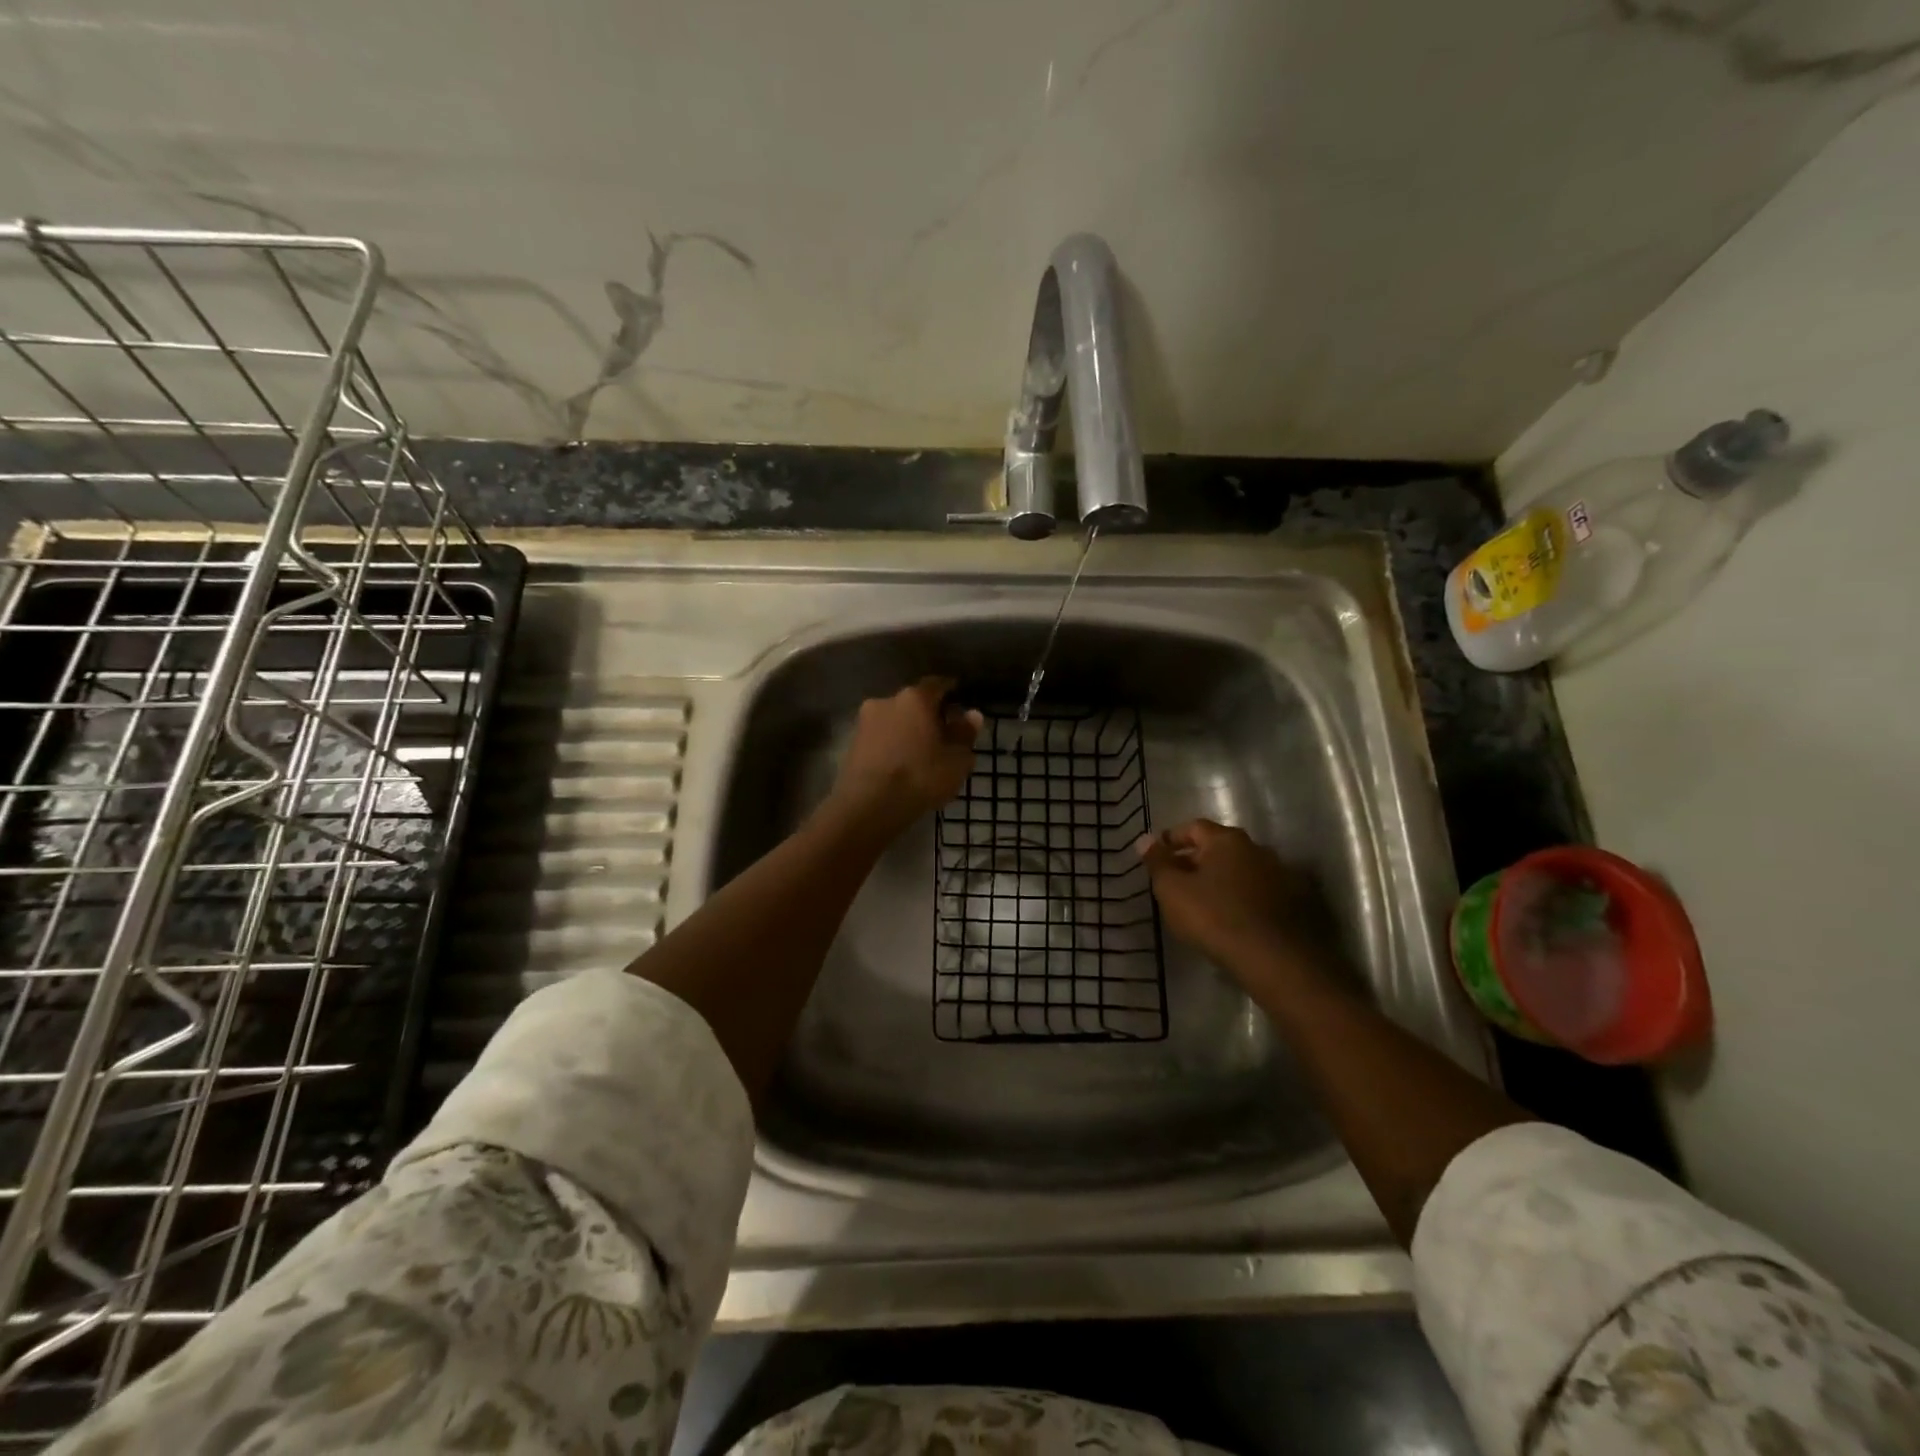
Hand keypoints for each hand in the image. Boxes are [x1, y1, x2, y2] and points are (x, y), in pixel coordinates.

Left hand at [830, 676, 982, 835]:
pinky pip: (881, 737)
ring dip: (907, 730)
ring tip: (921, 752)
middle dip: (928, 714)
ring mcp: (865, 721)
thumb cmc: (920, 776)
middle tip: (943, 732)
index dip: (950, 691)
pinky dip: (892, 744)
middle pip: (913, 702)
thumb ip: (965, 734)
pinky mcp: (852, 743)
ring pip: (895, 720)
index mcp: (915, 698)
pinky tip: (902, 763)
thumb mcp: (956, 760)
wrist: (868, 805)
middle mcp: (887, 700)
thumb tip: (972, 715)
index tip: (960, 700)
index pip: (937, 684)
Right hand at [1136, 820, 1334, 977]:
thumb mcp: (1172, 889)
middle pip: (1218, 848)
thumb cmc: (1213, 916)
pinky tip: (1229, 918)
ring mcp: (1279, 876)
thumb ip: (1157, 862)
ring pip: (1239, 871)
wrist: (1273, 959)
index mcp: (1227, 840)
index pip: (1193, 827)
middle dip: (1194, 861)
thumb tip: (1144, 839)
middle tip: (1175, 882)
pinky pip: (1256, 892)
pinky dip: (1239, 898)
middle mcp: (1257, 849)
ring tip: (1201, 902)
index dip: (1172, 839)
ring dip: (1219, 880)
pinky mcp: (1293, 903)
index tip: (1156, 855)